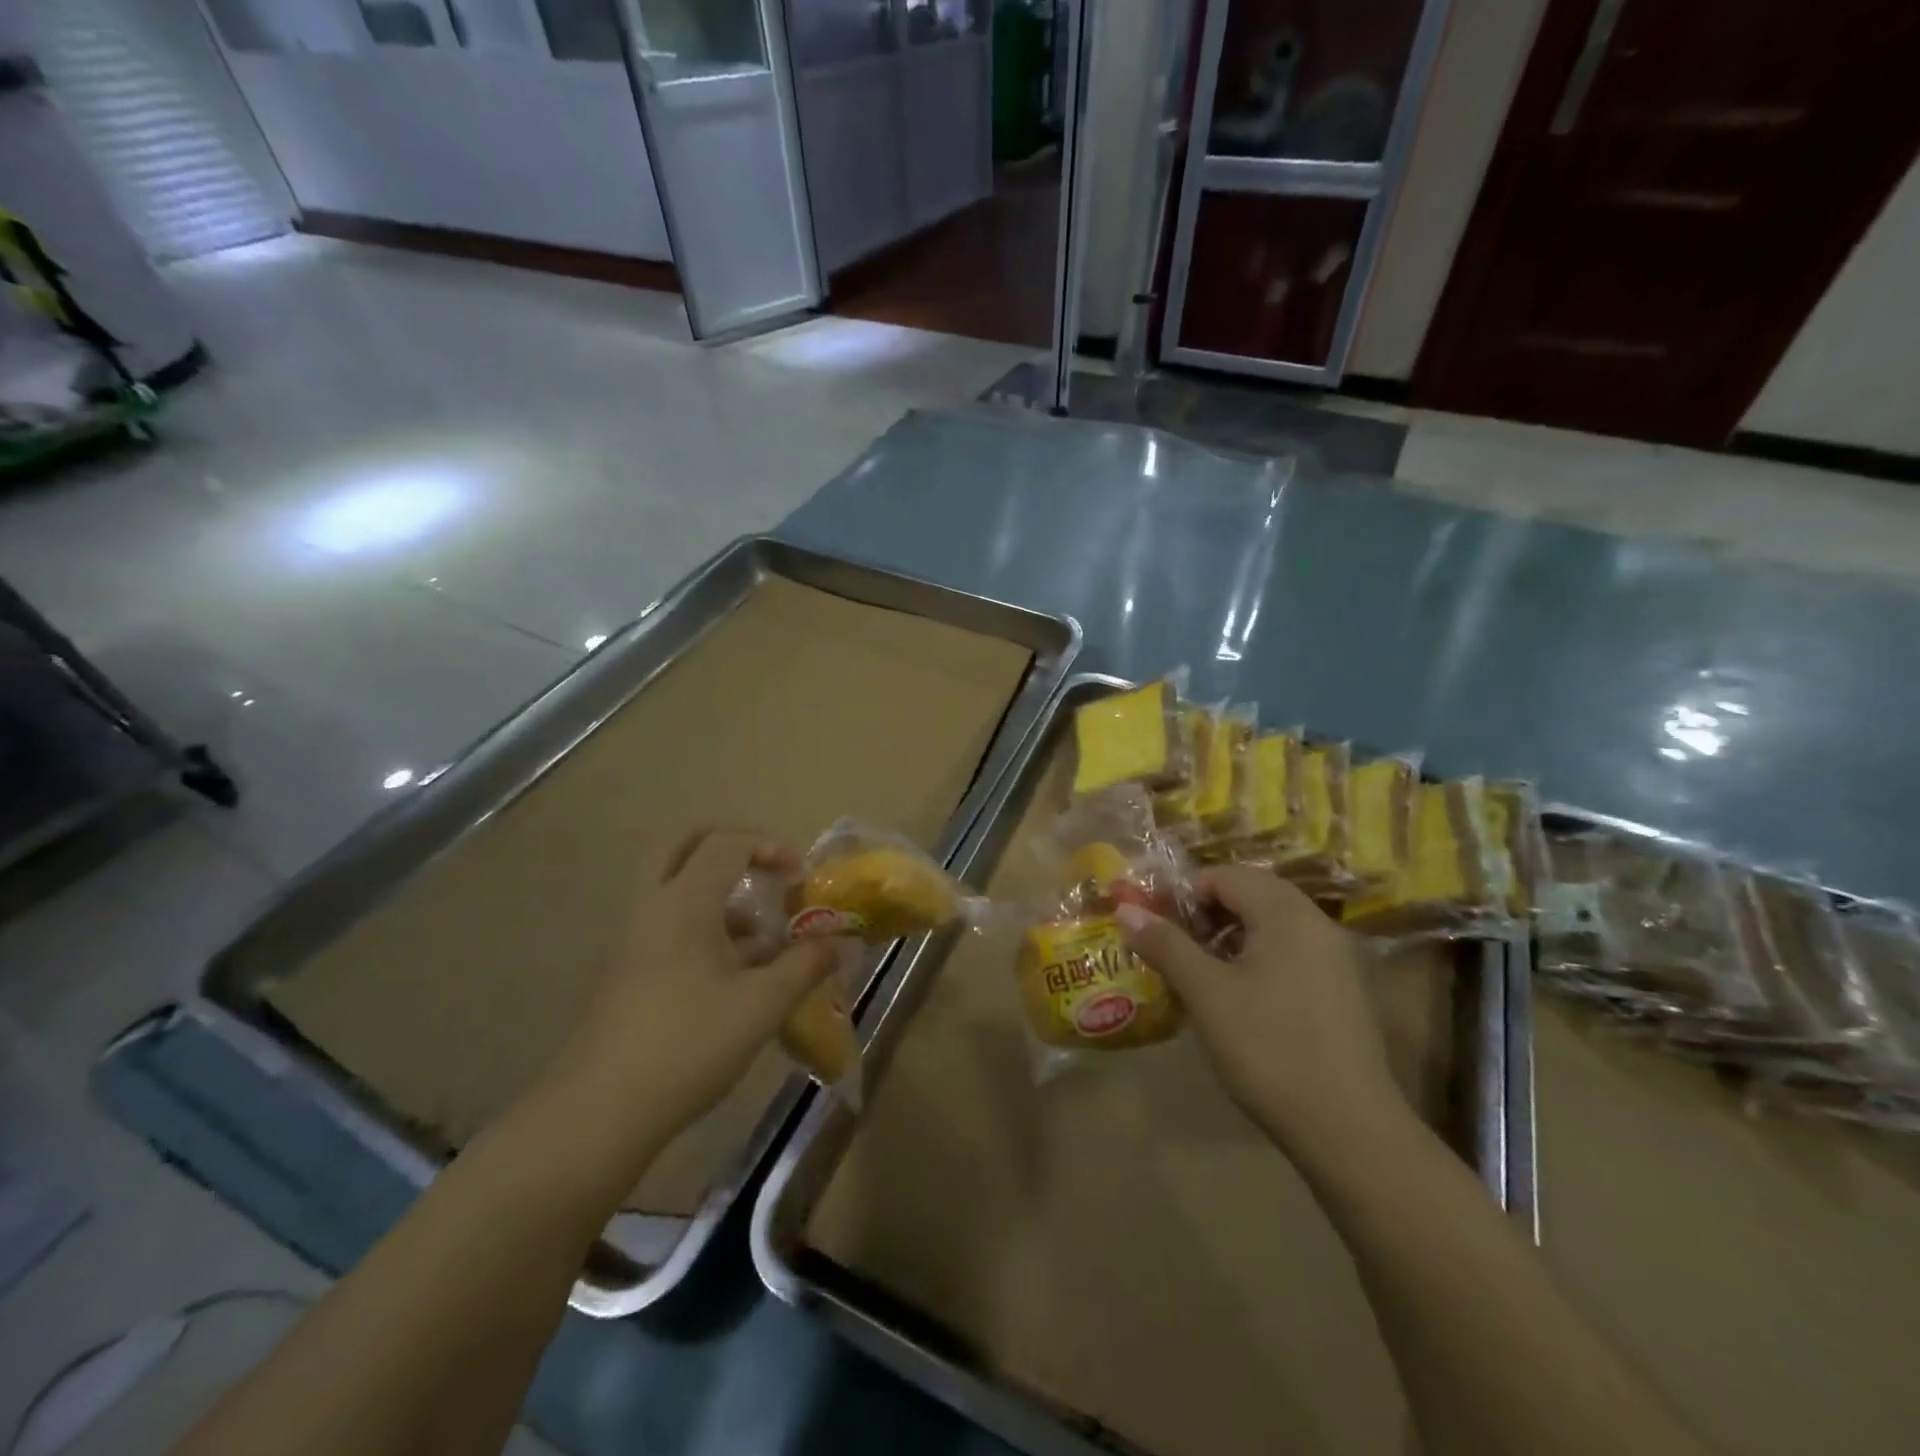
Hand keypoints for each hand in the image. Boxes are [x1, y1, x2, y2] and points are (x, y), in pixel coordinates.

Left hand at [555, 829, 839, 1142]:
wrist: (599, 1113)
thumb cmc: (689, 1044)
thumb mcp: (762, 1004)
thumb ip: (806, 964)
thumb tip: (844, 941)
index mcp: (683, 902)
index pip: (726, 843)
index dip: (770, 847)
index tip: (800, 879)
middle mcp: (653, 908)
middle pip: (684, 846)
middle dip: (731, 848)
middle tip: (766, 870)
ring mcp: (634, 941)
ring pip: (677, 890)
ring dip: (721, 895)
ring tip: (763, 937)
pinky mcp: (627, 973)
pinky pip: (670, 927)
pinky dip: (705, 929)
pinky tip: (737, 976)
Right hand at [1117, 867, 1404, 1152]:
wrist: (1349, 1129)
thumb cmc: (1269, 1048)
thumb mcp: (1206, 993)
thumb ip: (1166, 945)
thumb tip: (1126, 909)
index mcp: (1286, 913)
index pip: (1224, 876)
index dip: (1182, 893)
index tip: (1153, 924)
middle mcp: (1316, 923)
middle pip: (1251, 894)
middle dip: (1205, 913)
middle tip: (1171, 946)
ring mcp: (1335, 958)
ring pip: (1271, 925)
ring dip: (1229, 936)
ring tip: (1196, 972)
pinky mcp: (1342, 991)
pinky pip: (1290, 953)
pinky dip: (1256, 959)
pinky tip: (1236, 997)